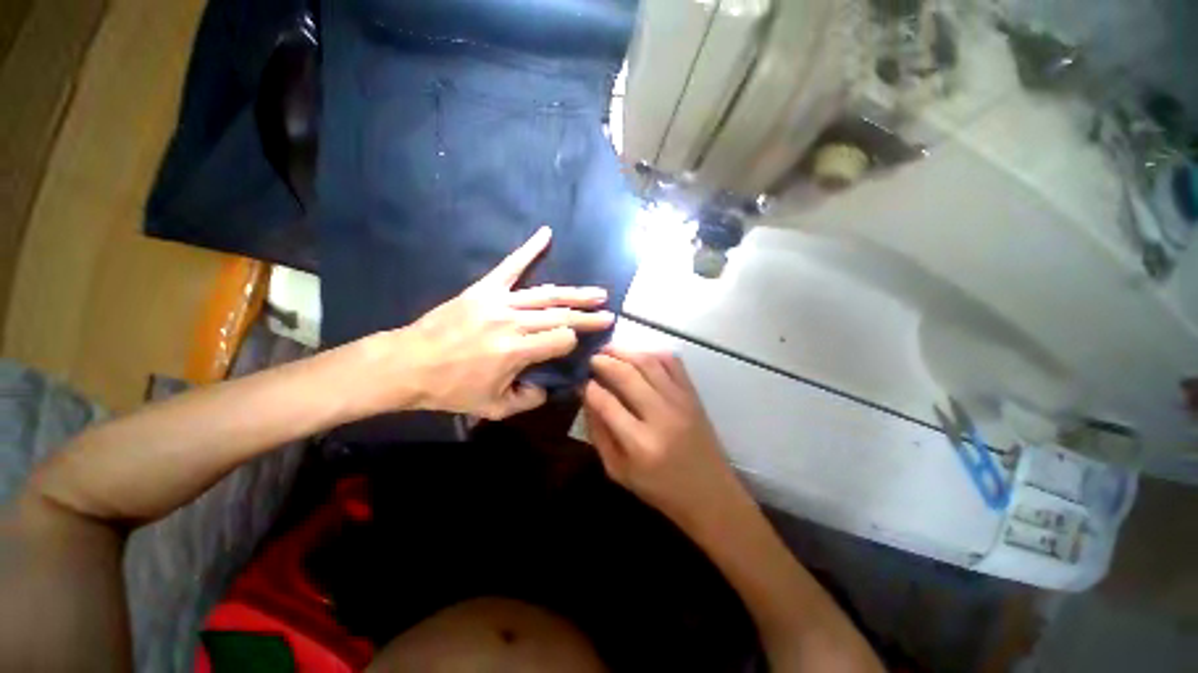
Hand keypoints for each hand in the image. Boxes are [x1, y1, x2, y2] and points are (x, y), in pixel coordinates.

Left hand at [365, 227, 613, 419]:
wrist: (409, 364)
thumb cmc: (451, 389)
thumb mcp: (493, 408)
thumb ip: (528, 400)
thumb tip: (548, 387)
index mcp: (516, 351)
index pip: (561, 339)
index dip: (572, 343)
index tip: (573, 347)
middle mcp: (513, 322)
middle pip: (560, 316)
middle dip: (587, 317)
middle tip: (609, 314)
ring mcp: (499, 301)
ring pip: (546, 294)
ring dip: (574, 293)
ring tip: (597, 293)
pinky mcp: (484, 289)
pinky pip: (510, 266)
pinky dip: (529, 249)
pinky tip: (546, 233)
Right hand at [583, 348, 745, 525]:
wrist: (710, 493)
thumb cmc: (660, 488)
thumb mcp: (618, 471)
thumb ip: (599, 433)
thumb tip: (586, 397)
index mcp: (640, 444)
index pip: (606, 403)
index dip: (588, 387)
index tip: (579, 380)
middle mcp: (661, 416)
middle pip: (626, 375)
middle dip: (603, 361)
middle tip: (590, 357)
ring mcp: (681, 401)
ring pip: (648, 362)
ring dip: (624, 351)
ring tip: (608, 350)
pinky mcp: (693, 394)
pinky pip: (673, 362)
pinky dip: (652, 352)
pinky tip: (638, 355)